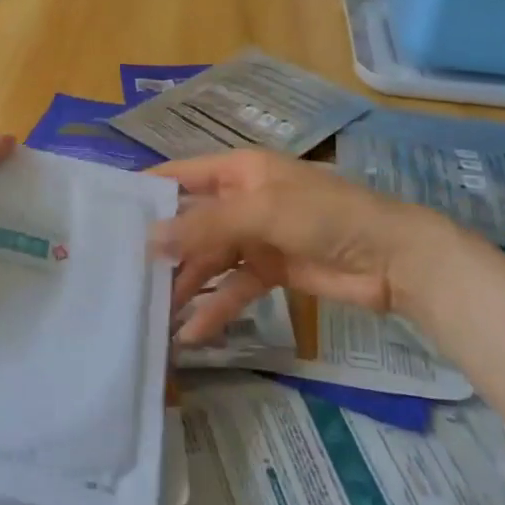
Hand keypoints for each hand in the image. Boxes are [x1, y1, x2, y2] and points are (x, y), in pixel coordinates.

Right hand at [151, 149, 462, 342]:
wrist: (395, 260)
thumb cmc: (326, 217)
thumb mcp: (262, 213)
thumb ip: (205, 227)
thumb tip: (149, 238)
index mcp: (239, 170)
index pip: (181, 176)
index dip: (148, 191)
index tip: (109, 214)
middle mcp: (241, 199)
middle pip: (192, 223)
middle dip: (163, 248)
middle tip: (123, 276)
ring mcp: (256, 237)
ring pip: (209, 259)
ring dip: (186, 284)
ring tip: (152, 312)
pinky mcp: (271, 271)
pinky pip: (234, 287)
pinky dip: (216, 307)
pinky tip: (193, 333)